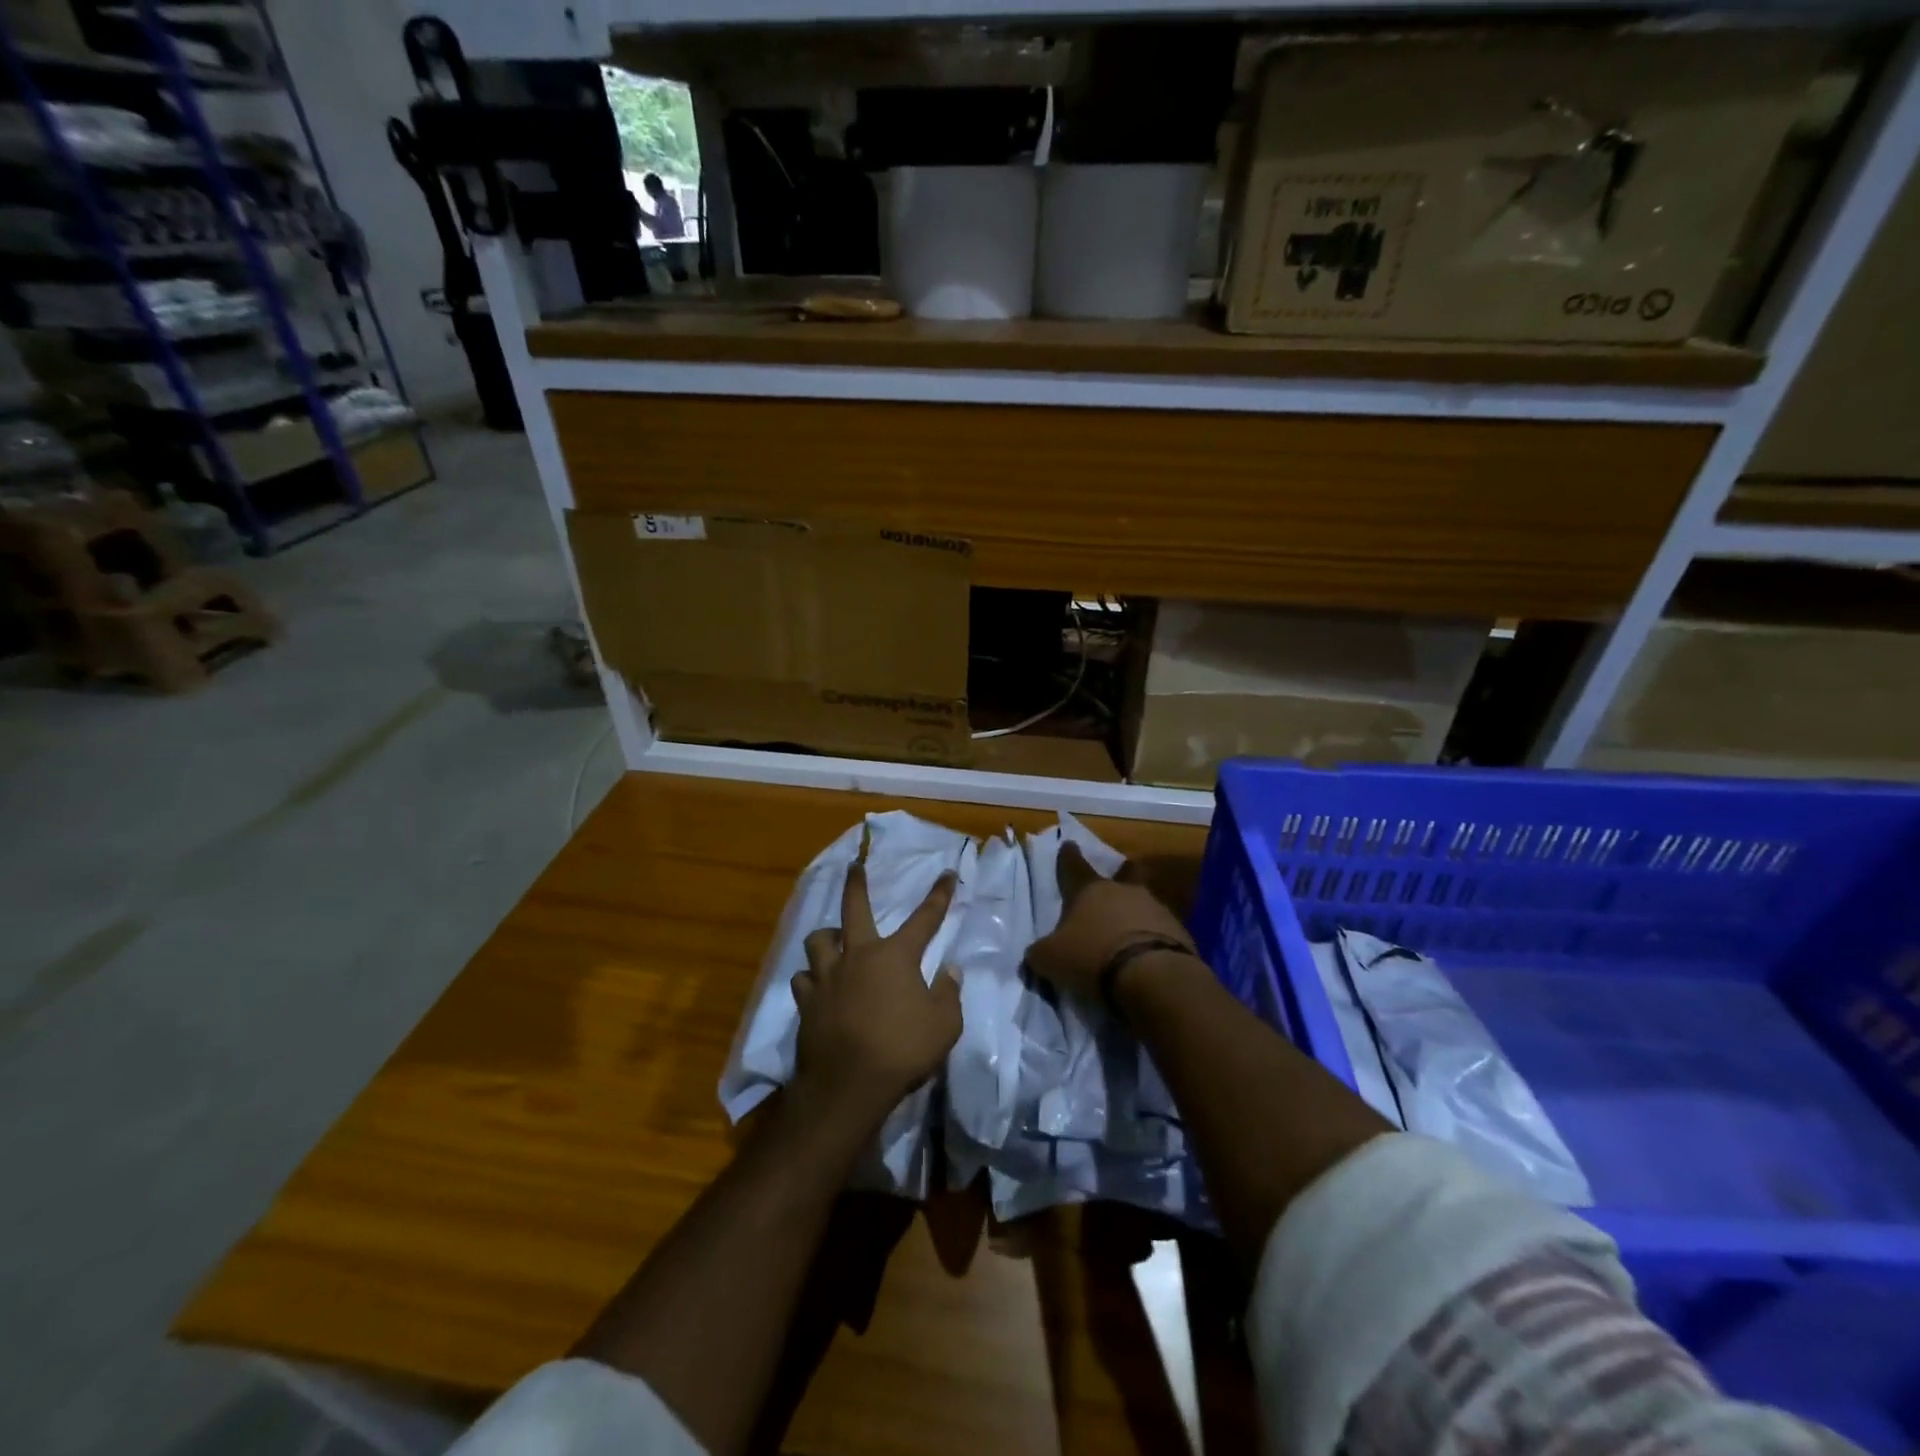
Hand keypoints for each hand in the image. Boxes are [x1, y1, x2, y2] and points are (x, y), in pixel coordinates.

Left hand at [791, 863, 961, 1126]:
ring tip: (832, 940)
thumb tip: (950, 969)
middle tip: (853, 867)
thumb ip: (948, 993)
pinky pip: (804, 978)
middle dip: (856, 884)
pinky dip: (811, 977)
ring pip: (818, 940)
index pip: (925, 917)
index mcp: (896, 956)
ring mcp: (828, 977)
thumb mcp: (944, 1025)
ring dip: (827, 937)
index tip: (947, 873)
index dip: (939, 894)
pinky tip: (816, 985)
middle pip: (854, 908)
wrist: (848, 1085)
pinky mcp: (807, 1001)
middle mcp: (859, 955)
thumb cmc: (903, 1051)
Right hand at [1026, 843, 1195, 1001]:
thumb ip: (1040, 953)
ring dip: (1136, 912)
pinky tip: (1147, 953)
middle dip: (1120, 874)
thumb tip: (1035, 954)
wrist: (1153, 976)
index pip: (1074, 867)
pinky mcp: (1179, 932)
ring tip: (1129, 930)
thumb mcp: (1051, 959)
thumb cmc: (1092, 956)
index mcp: (1089, 890)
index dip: (1068, 857)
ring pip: (1144, 901)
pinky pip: (1161, 929)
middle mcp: (1124, 891)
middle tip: (1120, 876)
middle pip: (1123, 875)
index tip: (1068, 845)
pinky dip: (1153, 937)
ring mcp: (1156, 908)